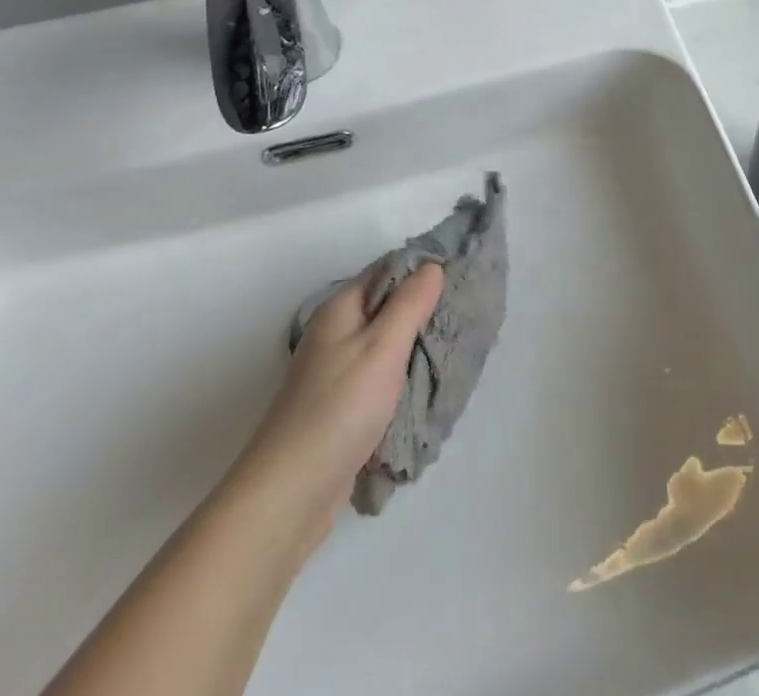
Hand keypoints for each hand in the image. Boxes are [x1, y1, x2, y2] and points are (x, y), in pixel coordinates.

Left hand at [234, 264, 443, 557]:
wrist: (290, 494)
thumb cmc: (339, 408)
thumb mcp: (382, 347)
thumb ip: (410, 304)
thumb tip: (432, 265)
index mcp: (341, 310)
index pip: (387, 270)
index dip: (423, 268)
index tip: (463, 272)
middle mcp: (336, 334)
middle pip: (387, 307)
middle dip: (425, 309)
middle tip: (468, 312)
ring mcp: (337, 373)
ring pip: (387, 345)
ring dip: (417, 346)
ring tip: (457, 347)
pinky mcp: (343, 408)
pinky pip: (382, 378)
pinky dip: (405, 378)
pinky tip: (430, 386)